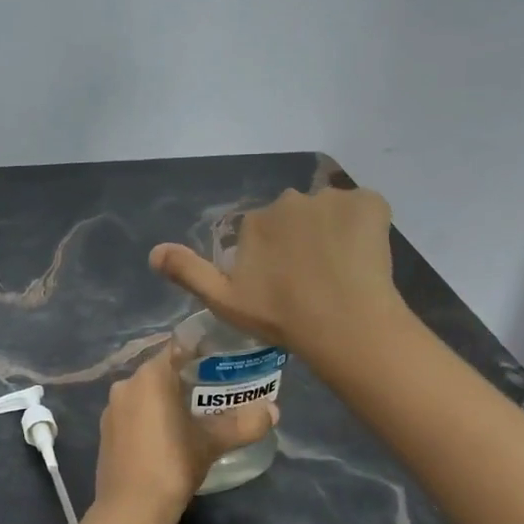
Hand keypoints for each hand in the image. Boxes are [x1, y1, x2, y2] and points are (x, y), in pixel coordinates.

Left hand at [94, 345, 276, 523]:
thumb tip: (274, 411)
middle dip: (186, 378)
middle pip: (161, 370)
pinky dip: (150, 416)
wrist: (130, 510)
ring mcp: (112, 409)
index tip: (220, 361)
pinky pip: (133, 413)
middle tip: (215, 391)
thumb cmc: (172, 464)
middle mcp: (126, 384)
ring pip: (145, 393)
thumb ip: (243, 424)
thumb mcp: (211, 442)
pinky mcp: (106, 432)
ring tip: (195, 414)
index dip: (200, 351)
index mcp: (150, 375)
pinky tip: (168, 435)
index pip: (177, 347)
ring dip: (167, 399)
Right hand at [149, 186, 402, 360]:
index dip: (273, 257)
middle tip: (314, 279)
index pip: (262, 231)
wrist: (344, 324)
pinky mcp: (370, 203)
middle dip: (302, 239)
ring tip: (342, 271)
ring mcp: (332, 199)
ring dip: (333, 232)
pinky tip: (365, 257)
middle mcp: (289, 199)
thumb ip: (188, 272)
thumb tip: (153, 252)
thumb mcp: (223, 301)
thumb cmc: (280, 317)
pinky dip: (366, 226)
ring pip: (330, 213)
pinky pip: (365, 209)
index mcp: (255, 221)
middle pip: (296, 217)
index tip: (283, 285)